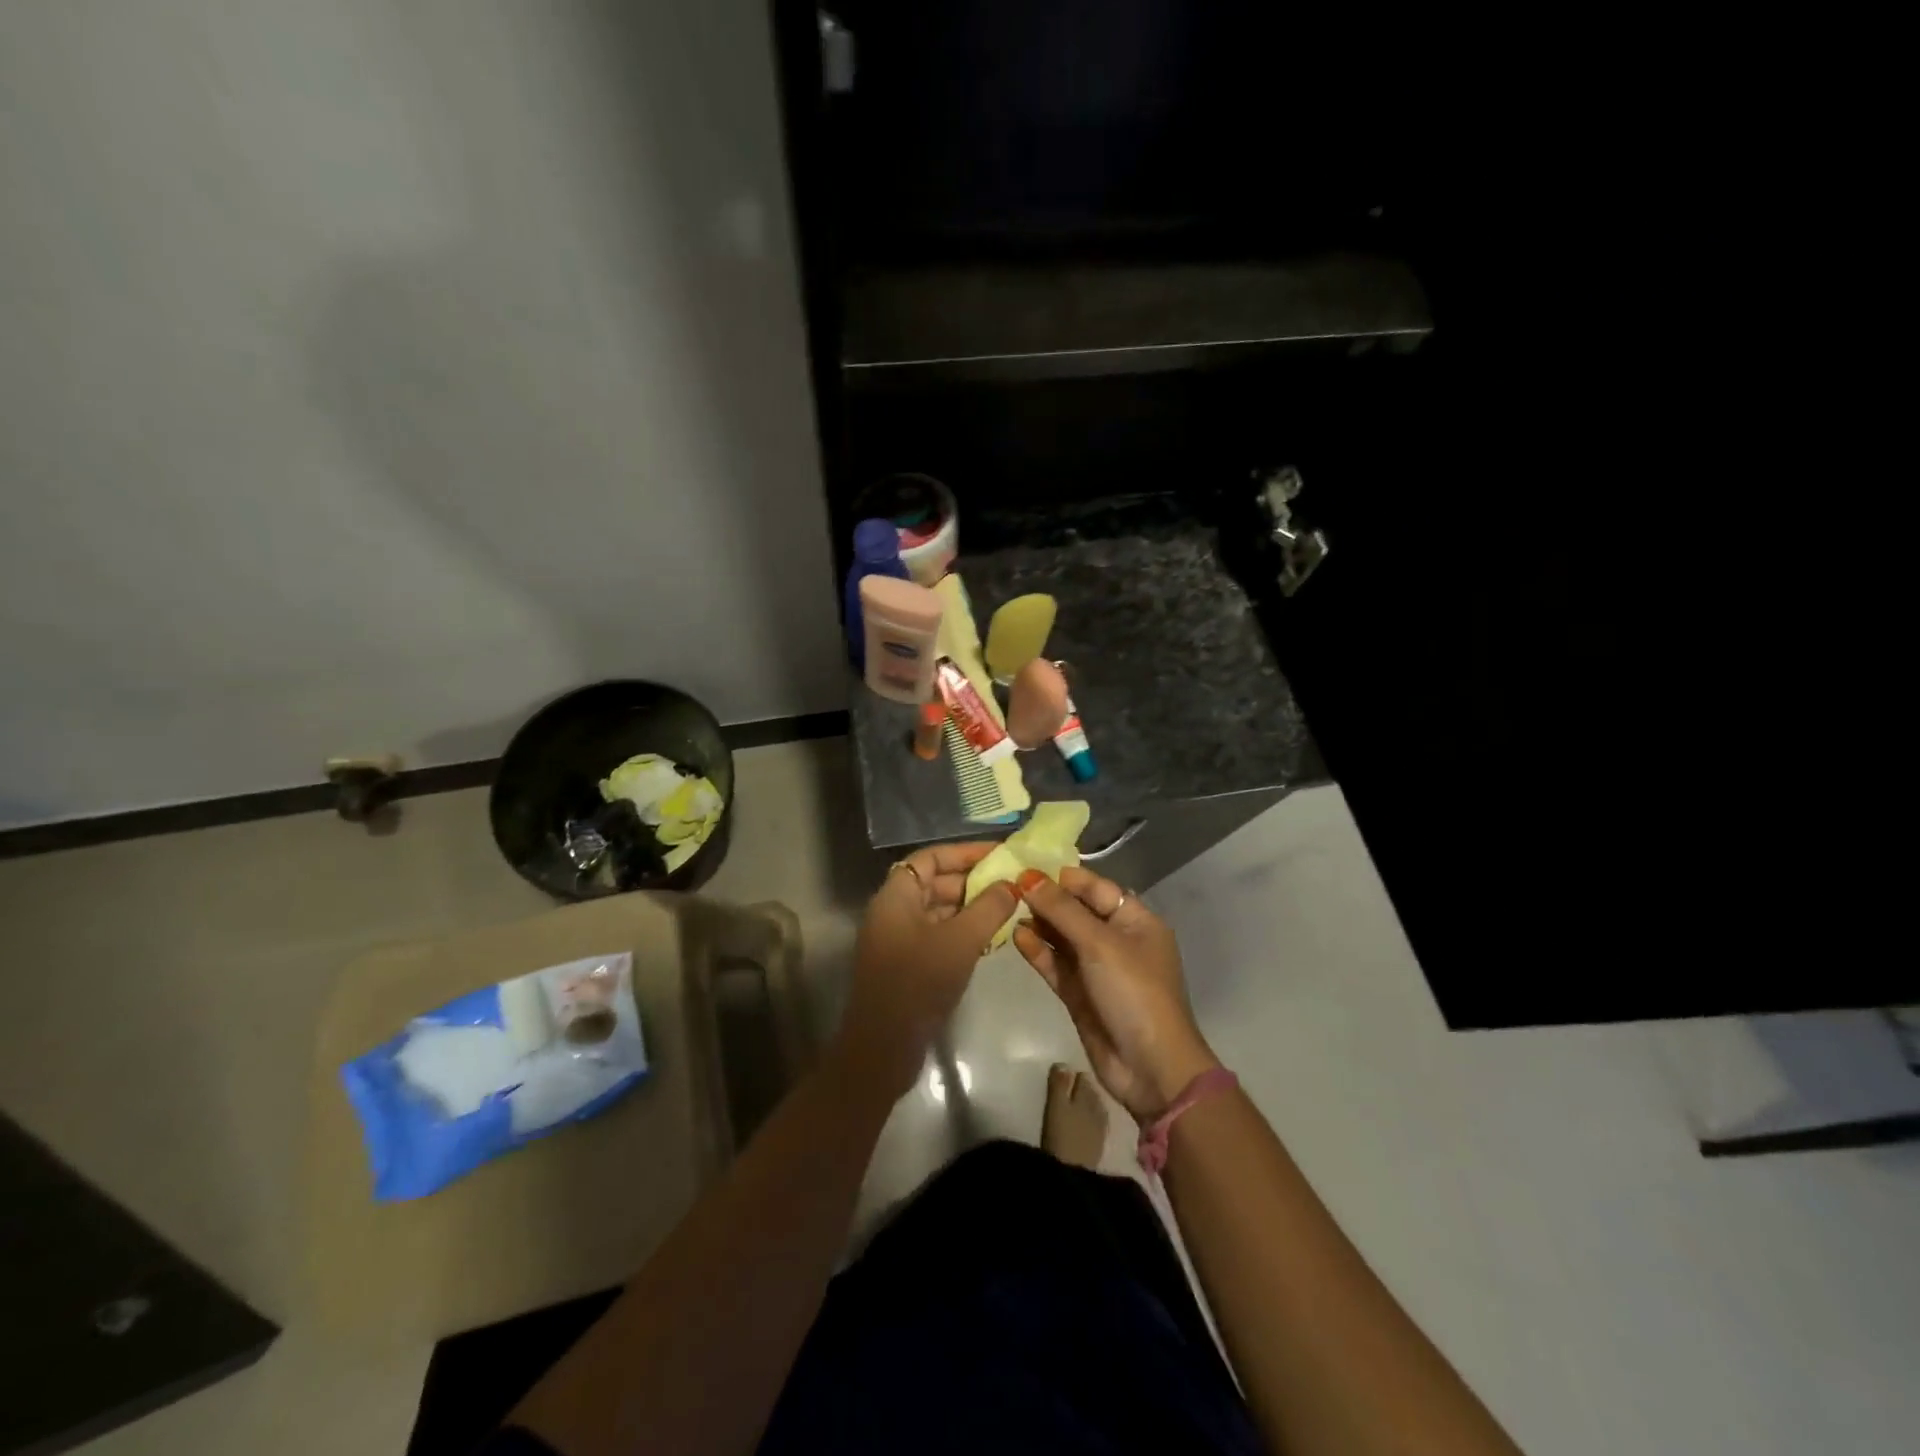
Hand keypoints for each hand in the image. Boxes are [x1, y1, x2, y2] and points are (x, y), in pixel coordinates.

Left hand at [836, 842, 1021, 1099]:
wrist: (883, 1047)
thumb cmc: (918, 982)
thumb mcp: (960, 941)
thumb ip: (989, 907)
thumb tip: (1012, 883)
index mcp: (895, 896)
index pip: (930, 858)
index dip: (964, 852)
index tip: (999, 853)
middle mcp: (893, 911)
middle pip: (935, 882)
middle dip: (973, 880)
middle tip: (1012, 882)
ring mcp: (898, 939)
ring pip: (939, 910)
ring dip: (971, 907)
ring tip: (1010, 907)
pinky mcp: (907, 965)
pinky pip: (938, 935)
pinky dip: (963, 932)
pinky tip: (993, 938)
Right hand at [1013, 867, 1219, 1120]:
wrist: (1151, 1068)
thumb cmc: (1134, 993)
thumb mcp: (1099, 944)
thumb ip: (1062, 910)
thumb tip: (1028, 878)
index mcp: (1135, 921)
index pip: (1095, 887)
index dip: (1062, 877)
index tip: (1025, 867)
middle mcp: (1117, 940)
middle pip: (1076, 911)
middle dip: (1045, 899)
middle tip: (1006, 886)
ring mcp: (1097, 969)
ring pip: (1063, 938)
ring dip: (1039, 924)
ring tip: (1005, 909)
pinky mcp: (1080, 994)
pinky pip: (1056, 965)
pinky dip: (1038, 951)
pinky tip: (1016, 937)